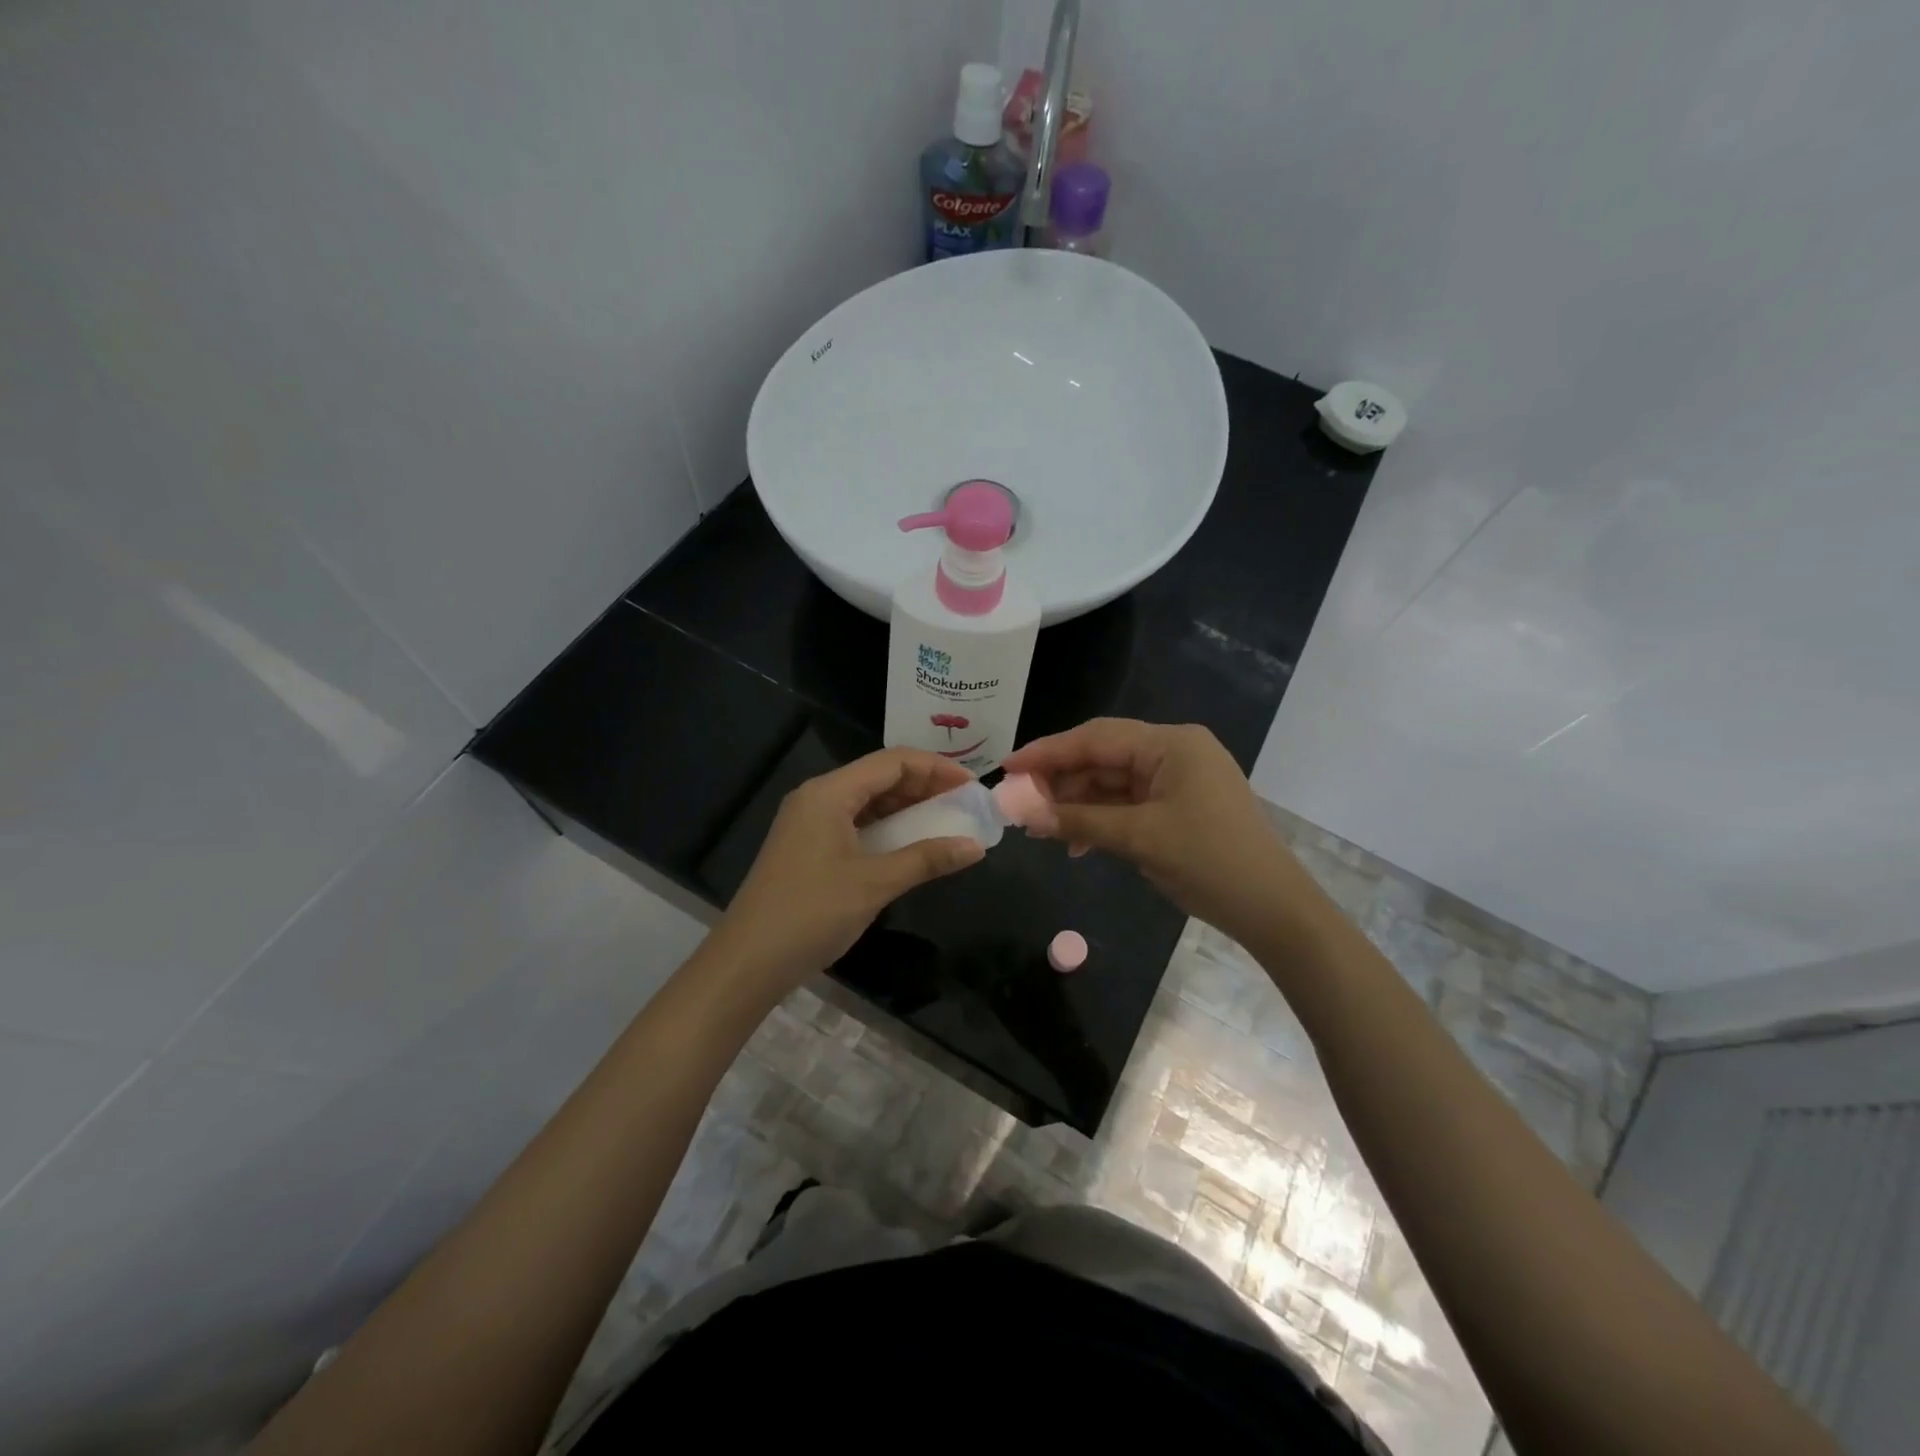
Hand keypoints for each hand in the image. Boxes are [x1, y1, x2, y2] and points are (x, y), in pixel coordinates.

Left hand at [701, 748, 985, 999]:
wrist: (747, 962)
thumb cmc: (812, 913)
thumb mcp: (875, 884)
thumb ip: (927, 859)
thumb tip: (975, 847)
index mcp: (829, 793)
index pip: (892, 762)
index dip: (936, 768)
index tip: (972, 787)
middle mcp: (817, 798)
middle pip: (879, 777)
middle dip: (924, 787)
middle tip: (964, 805)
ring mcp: (809, 823)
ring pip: (867, 801)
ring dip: (906, 808)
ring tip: (945, 821)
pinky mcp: (808, 847)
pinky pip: (855, 824)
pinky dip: (886, 828)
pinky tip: (910, 844)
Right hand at [1001, 719, 1314, 944]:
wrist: (1273, 910)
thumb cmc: (1209, 862)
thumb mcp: (1139, 839)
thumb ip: (1079, 821)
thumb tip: (1023, 813)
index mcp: (1171, 744)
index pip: (1096, 738)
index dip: (1048, 752)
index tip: (1007, 766)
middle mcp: (1174, 751)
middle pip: (1103, 756)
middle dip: (1060, 779)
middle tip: (1018, 801)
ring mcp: (1179, 779)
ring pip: (1112, 781)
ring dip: (1077, 802)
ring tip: (1040, 826)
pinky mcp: (1179, 805)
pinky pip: (1129, 802)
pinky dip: (1101, 817)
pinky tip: (1076, 841)